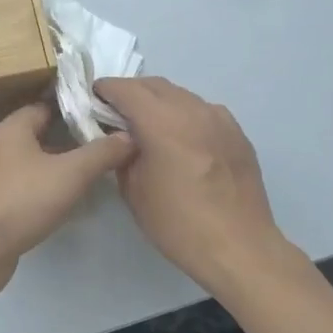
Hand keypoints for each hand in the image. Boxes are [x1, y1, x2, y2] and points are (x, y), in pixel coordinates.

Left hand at [0, 103, 133, 299]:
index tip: (105, 116)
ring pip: (35, 165)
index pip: (47, 107)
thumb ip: (101, 153)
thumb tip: (129, 136)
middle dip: (72, 141)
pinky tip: (69, 205)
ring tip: (95, 176)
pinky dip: (47, 194)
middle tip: (107, 148)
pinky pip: (27, 191)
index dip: (76, 109)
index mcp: (14, 128)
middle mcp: (1, 147)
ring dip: (60, 170)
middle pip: (41, 136)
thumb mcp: (70, 173)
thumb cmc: (22, 199)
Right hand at [94, 76, 288, 289]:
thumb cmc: (178, 223)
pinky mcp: (237, 133)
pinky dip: (185, 114)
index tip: (94, 97)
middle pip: (155, 85)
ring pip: (181, 95)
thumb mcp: (133, 190)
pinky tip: (182, 137)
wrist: (238, 247)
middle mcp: (192, 110)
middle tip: (116, 110)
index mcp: (162, 122)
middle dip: (132, 91)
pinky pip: (204, 111)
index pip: (126, 89)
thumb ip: (122, 154)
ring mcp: (220, 119)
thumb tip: (121, 138)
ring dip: (159, 101)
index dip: (106, 89)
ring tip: (148, 123)